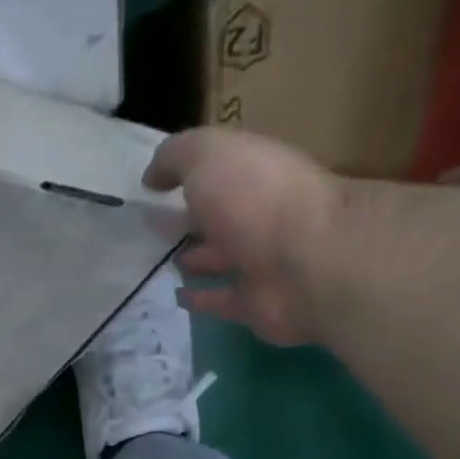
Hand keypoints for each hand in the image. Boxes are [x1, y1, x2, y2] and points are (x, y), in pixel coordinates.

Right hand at [144, 127, 339, 346]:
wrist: (308, 262)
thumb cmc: (256, 198)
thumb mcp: (209, 155)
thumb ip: (175, 157)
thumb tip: (151, 177)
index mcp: (254, 174)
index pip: (220, 170)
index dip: (188, 175)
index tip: (152, 187)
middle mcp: (260, 213)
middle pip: (219, 215)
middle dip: (190, 218)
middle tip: (151, 228)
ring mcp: (261, 260)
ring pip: (221, 258)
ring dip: (195, 259)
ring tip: (160, 262)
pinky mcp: (255, 302)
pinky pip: (222, 299)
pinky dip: (202, 298)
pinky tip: (177, 296)